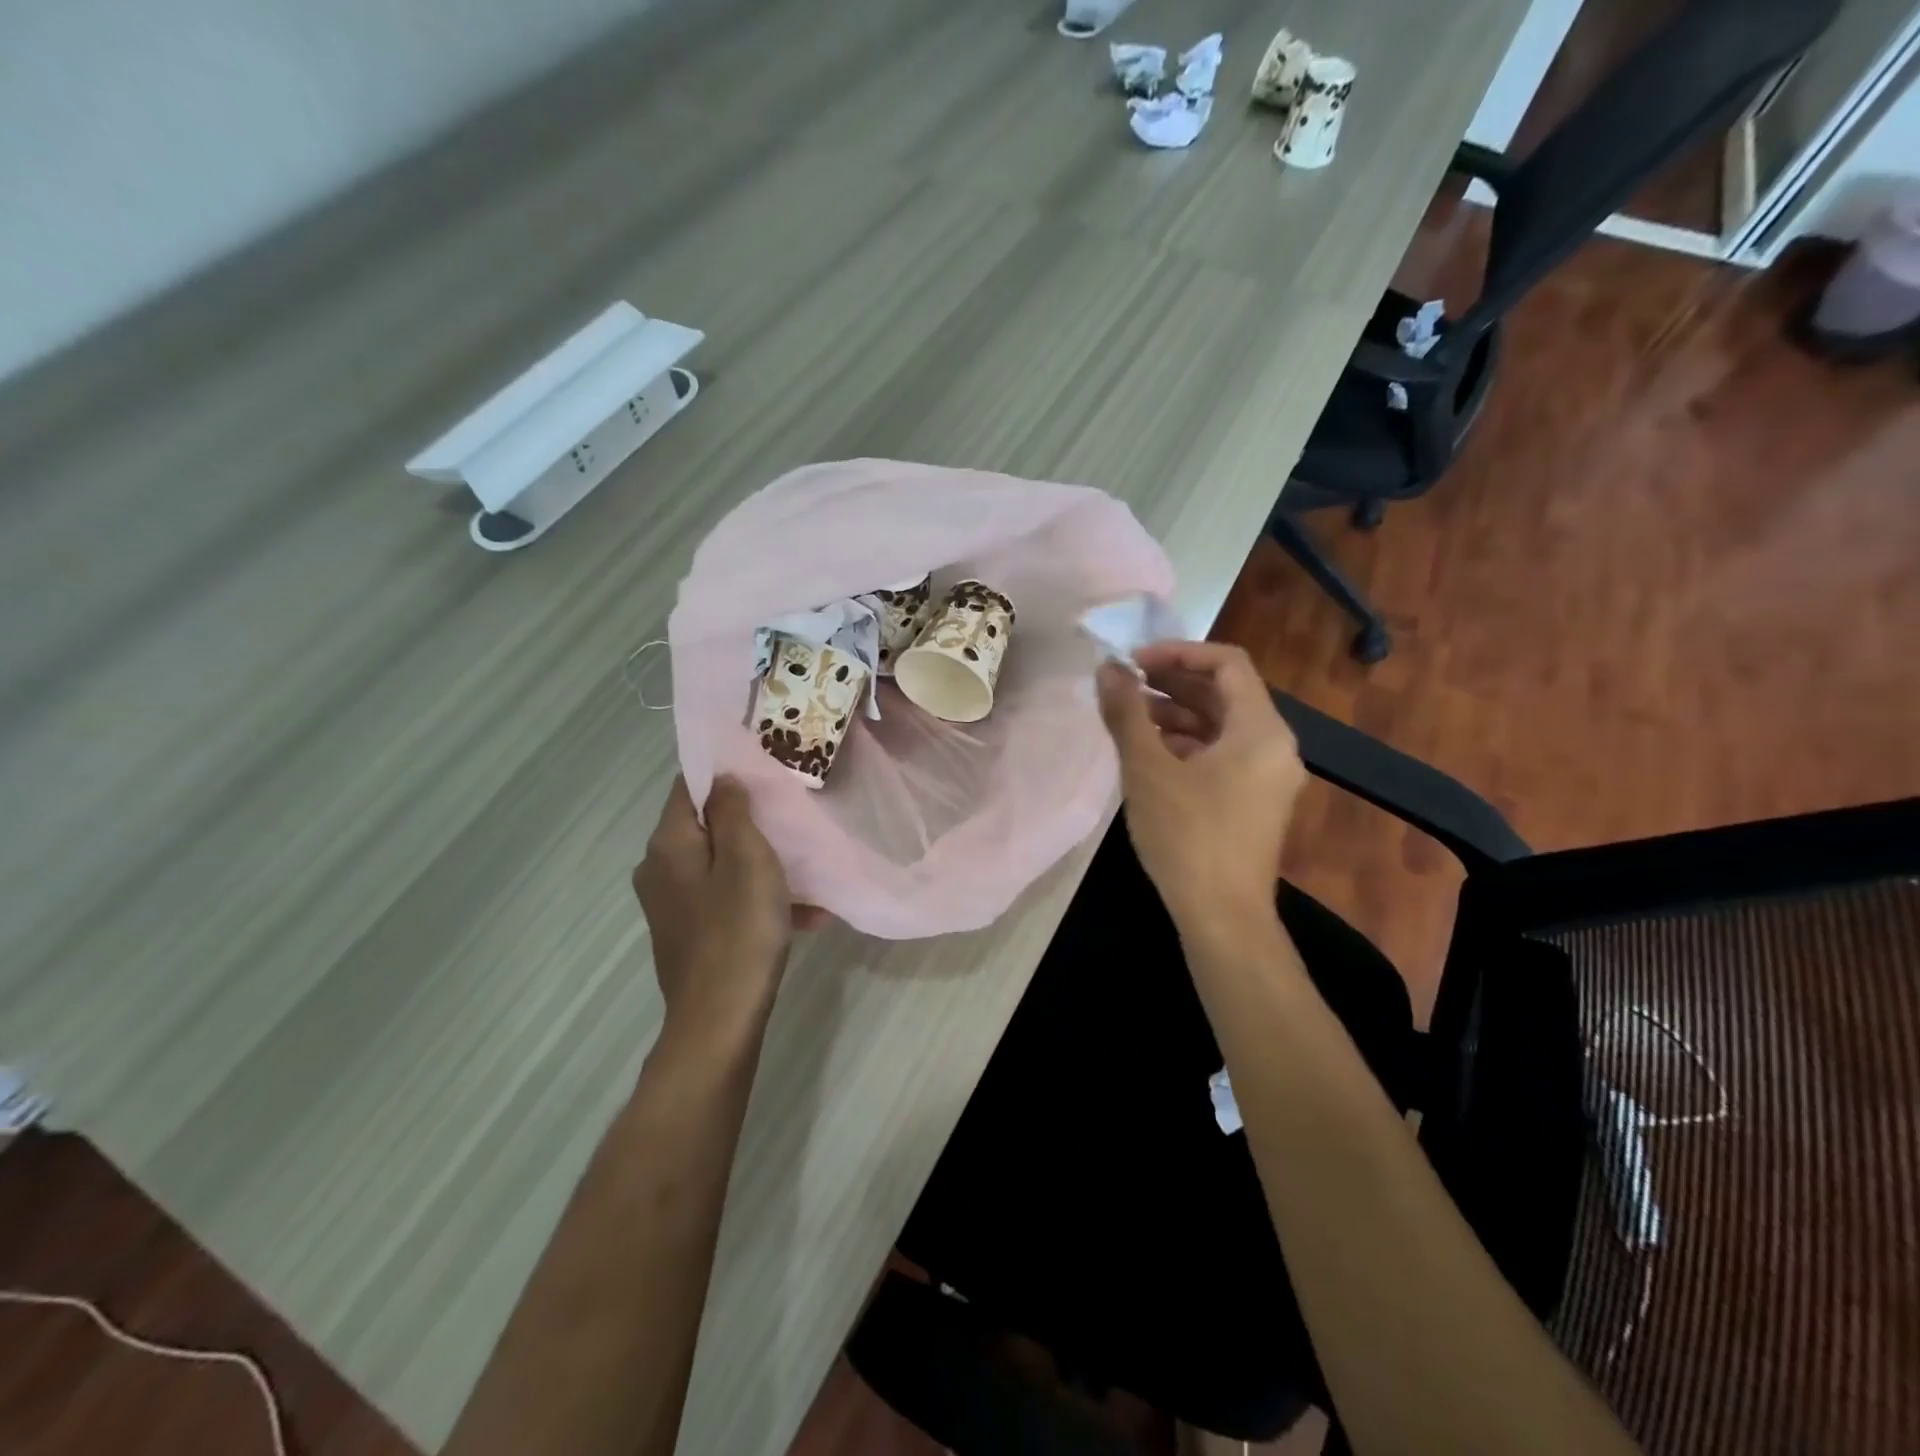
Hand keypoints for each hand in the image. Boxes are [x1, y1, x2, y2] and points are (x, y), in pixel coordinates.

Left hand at [634, 776, 819, 1044]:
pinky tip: (805, 914)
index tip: (766, 770)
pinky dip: (758, 898)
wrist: (719, 1021)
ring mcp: (672, 905)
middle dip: (752, 821)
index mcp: (668, 844)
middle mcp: (659, 869)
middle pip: (707, 826)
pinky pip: (726, 900)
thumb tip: (723, 778)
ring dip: (763, 865)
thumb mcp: (747, 859)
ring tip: (808, 871)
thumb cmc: (738, 930)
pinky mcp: (689, 933)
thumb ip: (733, 811)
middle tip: (793, 817)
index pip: (689, 786)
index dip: (726, 773)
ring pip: (722, 865)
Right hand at [1096, 642, 1306, 925]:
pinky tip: (1151, 752)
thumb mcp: (1147, 769)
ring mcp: (1269, 776)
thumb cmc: (1186, 836)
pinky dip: (1189, 744)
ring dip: (1177, 713)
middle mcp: (1275, 745)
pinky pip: (1224, 754)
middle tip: (1126, 682)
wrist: (1222, 917)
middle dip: (1173, 682)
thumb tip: (1108, 669)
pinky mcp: (1256, 801)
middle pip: (1226, 693)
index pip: (1228, 663)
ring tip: (1130, 716)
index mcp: (1261, 729)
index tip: (1135, 661)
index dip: (1179, 652)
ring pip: (1222, 725)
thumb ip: (1126, 712)